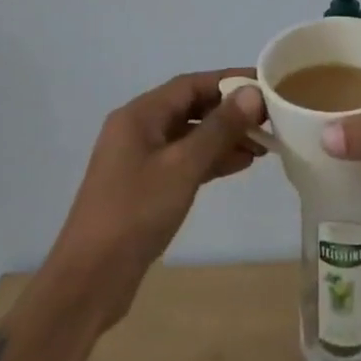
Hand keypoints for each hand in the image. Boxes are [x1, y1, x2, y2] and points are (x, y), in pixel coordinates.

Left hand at [44, 72, 266, 325]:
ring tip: (263, 144)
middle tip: (270, 117)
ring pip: (189, 136)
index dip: (229, 81)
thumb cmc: (135, 213)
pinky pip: (184, 161)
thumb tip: (253, 93)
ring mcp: (140, 160)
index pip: (191, 84)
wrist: (89, 280)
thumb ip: (219, 129)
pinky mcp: (145, 187)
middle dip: (229, 111)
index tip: (265, 83)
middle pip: (191, 108)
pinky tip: (240, 165)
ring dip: (224, 137)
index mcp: (139, 115)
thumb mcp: (182, 167)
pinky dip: (210, 160)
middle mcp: (138, 129)